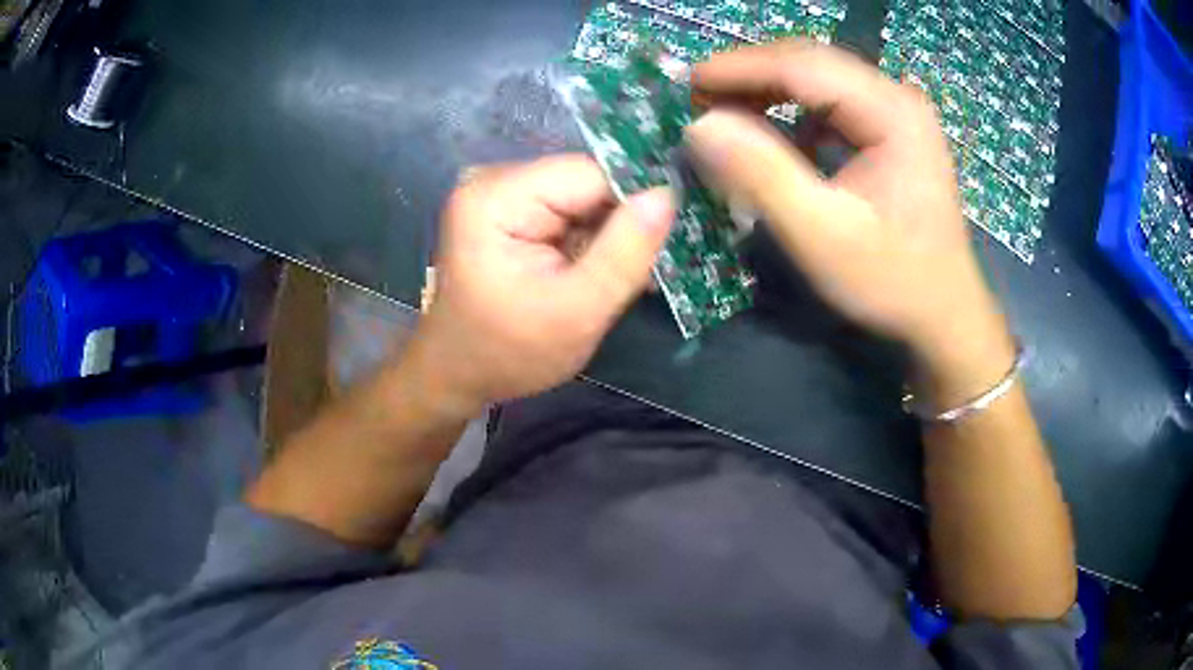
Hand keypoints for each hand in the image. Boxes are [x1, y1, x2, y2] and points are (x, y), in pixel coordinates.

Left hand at [403, 155, 673, 416]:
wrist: (457, 374)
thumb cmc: (509, 352)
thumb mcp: (578, 311)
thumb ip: (625, 252)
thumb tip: (667, 194)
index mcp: (497, 197)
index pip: (590, 173)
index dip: (632, 205)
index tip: (658, 247)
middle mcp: (494, 180)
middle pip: (586, 182)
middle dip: (619, 224)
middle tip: (642, 273)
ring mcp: (500, 194)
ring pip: (582, 198)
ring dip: (607, 236)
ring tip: (622, 278)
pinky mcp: (508, 211)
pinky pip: (566, 212)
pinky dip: (588, 241)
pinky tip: (596, 272)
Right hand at [686, 42, 1011, 374]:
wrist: (944, 315)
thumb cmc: (892, 281)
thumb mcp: (823, 235)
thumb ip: (761, 174)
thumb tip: (700, 126)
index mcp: (892, 111)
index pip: (802, 66)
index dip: (738, 69)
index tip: (685, 85)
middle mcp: (897, 98)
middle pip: (810, 64)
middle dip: (749, 77)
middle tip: (697, 101)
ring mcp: (897, 112)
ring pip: (818, 81)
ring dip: (767, 92)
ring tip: (723, 115)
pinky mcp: (891, 131)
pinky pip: (831, 105)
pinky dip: (791, 113)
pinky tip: (771, 136)